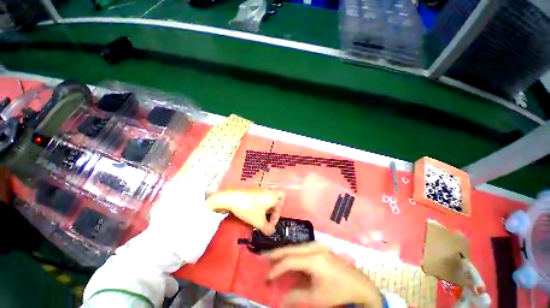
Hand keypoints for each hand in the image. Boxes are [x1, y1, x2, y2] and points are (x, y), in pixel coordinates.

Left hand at [207, 188, 283, 234]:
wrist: (231, 198)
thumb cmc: (248, 209)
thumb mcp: (259, 222)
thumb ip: (268, 228)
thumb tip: (271, 232)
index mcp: (273, 196)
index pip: (282, 202)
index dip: (278, 214)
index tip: (270, 223)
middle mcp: (268, 190)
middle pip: (276, 198)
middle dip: (273, 209)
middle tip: (267, 218)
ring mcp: (259, 188)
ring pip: (267, 197)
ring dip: (265, 207)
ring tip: (259, 216)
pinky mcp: (251, 189)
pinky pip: (259, 197)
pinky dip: (259, 204)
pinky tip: (252, 211)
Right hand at [267, 242, 382, 306]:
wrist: (359, 285)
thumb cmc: (338, 292)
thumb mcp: (317, 298)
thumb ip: (296, 297)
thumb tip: (279, 301)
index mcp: (314, 259)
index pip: (290, 261)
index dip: (276, 269)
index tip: (266, 277)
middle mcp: (315, 247)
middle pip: (291, 248)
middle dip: (276, 254)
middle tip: (263, 258)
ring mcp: (318, 245)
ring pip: (296, 246)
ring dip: (284, 252)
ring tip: (272, 258)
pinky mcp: (320, 247)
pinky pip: (302, 248)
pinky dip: (293, 253)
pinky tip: (287, 257)